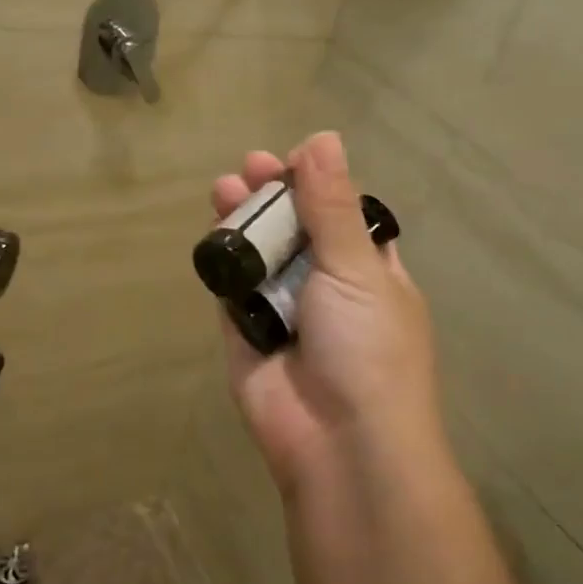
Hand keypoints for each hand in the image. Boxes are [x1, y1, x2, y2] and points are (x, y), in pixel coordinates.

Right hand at [211, 132, 444, 495]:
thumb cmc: (367, 348)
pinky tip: (213, 234)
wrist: (341, 445)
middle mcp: (327, 286)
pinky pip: (232, 290)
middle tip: (249, 166)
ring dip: (243, 221)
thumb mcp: (356, 268)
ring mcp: (285, 310)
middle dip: (273, 196)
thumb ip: (332, 206)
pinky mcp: (247, 334)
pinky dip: (223, 262)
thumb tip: (322, 138)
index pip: (343, 214)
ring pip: (259, 255)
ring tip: (224, 188)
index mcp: (369, 272)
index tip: (292, 157)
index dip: (318, 184)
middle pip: (295, 229)